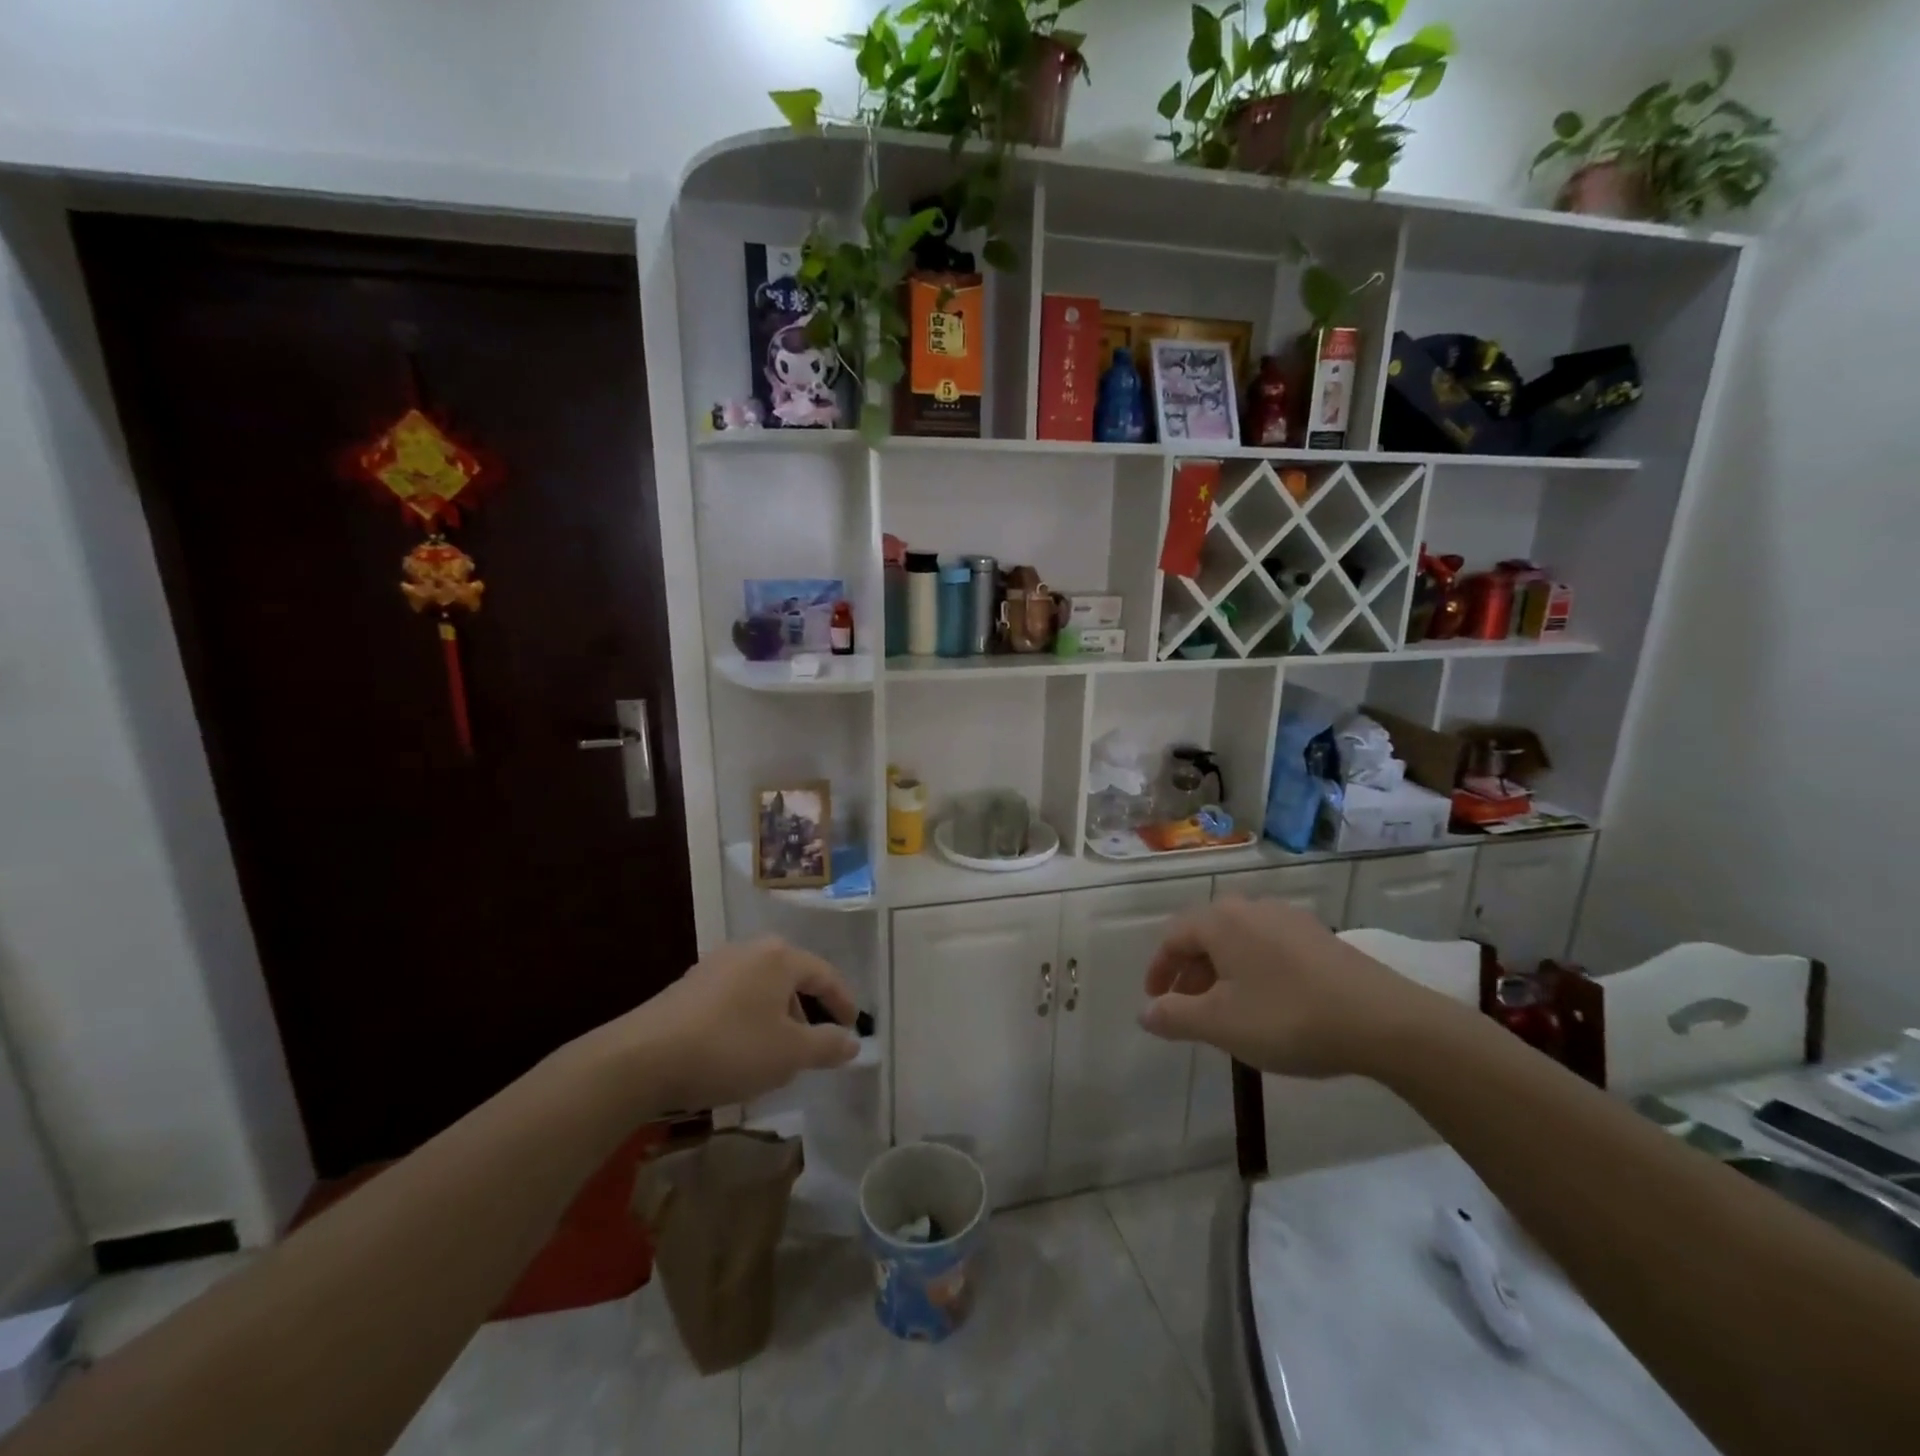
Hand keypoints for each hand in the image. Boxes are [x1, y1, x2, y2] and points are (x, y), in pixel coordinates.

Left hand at [584, 937, 860, 1112]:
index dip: (843, 1001)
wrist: (642, 1058)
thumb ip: (827, 1046)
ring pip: (761, 988)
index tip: (853, 1027)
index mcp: (779, 957)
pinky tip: (738, 1052)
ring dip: (775, 1018)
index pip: (825, 974)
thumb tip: (854, 1042)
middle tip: (812, 1045)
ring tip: (774, 1055)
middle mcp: (749, 950)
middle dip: (806, 1011)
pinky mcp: (688, 986)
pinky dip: (747, 1020)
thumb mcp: (788, 1054)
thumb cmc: (729, 1048)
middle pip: (791, 977)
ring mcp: (715, 965)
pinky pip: (734, 998)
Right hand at [1139, 897, 1448, 1078]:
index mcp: (1221, 921)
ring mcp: (1289, 919)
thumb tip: (1145, 1012)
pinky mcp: (1319, 936)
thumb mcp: (1221, 1024)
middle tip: (1185, 1007)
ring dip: (1220, 970)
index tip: (1154, 1001)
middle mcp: (1252, 908)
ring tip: (1224, 1008)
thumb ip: (1174, 1017)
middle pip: (1205, 934)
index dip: (1158, 969)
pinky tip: (1266, 1001)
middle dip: (1189, 971)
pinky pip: (1268, 946)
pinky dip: (1251, 969)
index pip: (1173, 937)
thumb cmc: (1288, 1018)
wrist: (1384, 1022)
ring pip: (1238, 940)